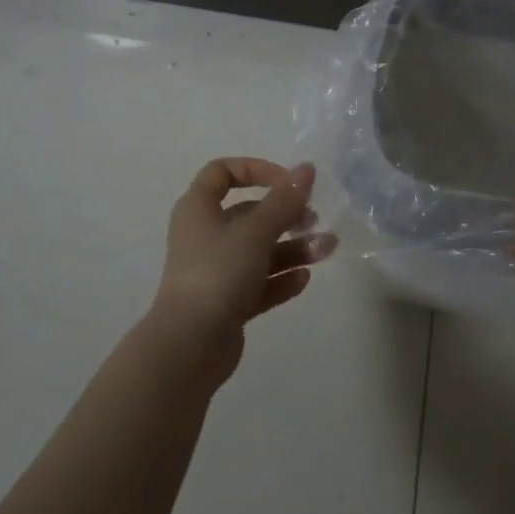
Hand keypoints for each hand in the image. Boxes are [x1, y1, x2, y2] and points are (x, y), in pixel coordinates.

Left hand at [147, 158, 336, 383]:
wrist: (189, 345)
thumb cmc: (218, 272)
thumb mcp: (255, 231)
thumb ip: (284, 200)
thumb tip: (307, 168)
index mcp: (198, 208)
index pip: (222, 173)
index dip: (255, 170)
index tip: (285, 182)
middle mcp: (204, 235)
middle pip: (248, 214)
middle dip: (285, 215)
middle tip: (315, 220)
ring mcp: (214, 271)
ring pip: (258, 250)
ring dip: (291, 248)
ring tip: (325, 251)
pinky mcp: (225, 303)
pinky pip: (257, 283)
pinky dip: (280, 278)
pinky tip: (304, 280)